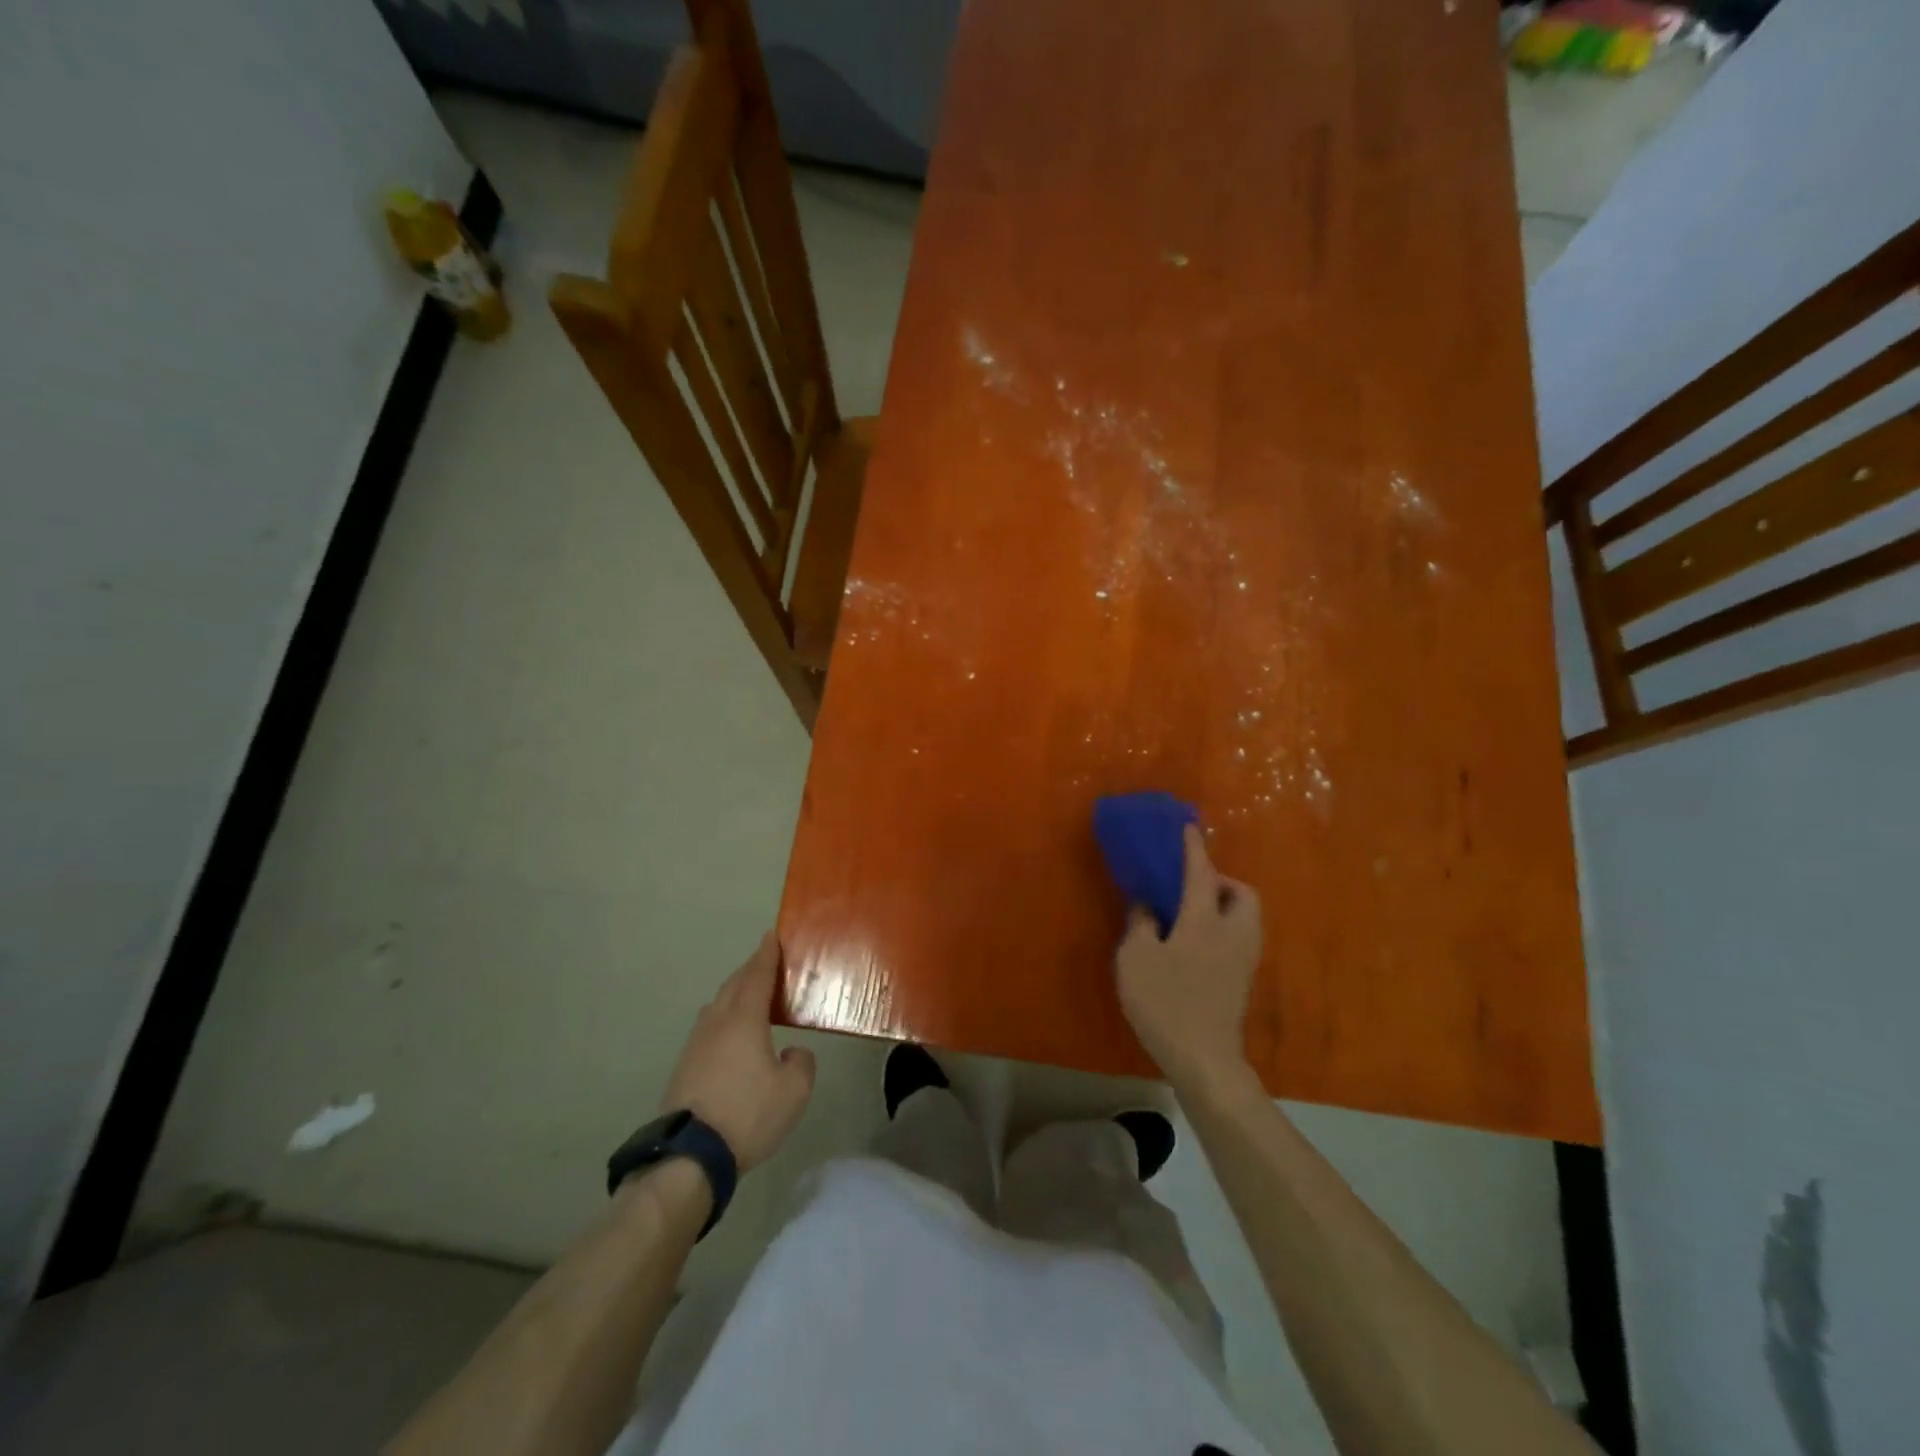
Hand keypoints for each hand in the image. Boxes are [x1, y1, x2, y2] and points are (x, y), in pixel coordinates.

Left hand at [659, 932, 815, 1171]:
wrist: (689, 1155)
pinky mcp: (684, 1067)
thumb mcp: (794, 1091)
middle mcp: (717, 1023)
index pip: (757, 976)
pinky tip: (731, 1033)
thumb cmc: (748, 1114)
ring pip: (717, 1006)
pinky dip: (724, 1018)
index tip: (771, 935)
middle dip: (750, 969)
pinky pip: (709, 1027)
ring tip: (749, 995)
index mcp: (744, 1019)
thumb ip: (801, 1062)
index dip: (766, 954)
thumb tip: (791, 1052)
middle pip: (734, 985)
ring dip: (735, 993)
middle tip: (765, 960)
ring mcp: (696, 1044)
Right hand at [1114, 824, 1262, 1088]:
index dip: (1194, 848)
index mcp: (1204, 920)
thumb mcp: (1136, 959)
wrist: (1204, 1060)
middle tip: (1192, 886)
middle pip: (1243, 895)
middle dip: (1222, 881)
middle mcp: (1232, 933)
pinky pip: (1238, 939)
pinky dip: (1223, 930)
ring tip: (1192, 914)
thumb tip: (1147, 904)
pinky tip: (1196, 945)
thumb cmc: (1166, 1003)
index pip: (1201, 873)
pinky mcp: (1243, 982)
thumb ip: (1141, 923)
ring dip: (1225, 906)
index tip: (1188, 828)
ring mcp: (1243, 960)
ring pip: (1245, 918)